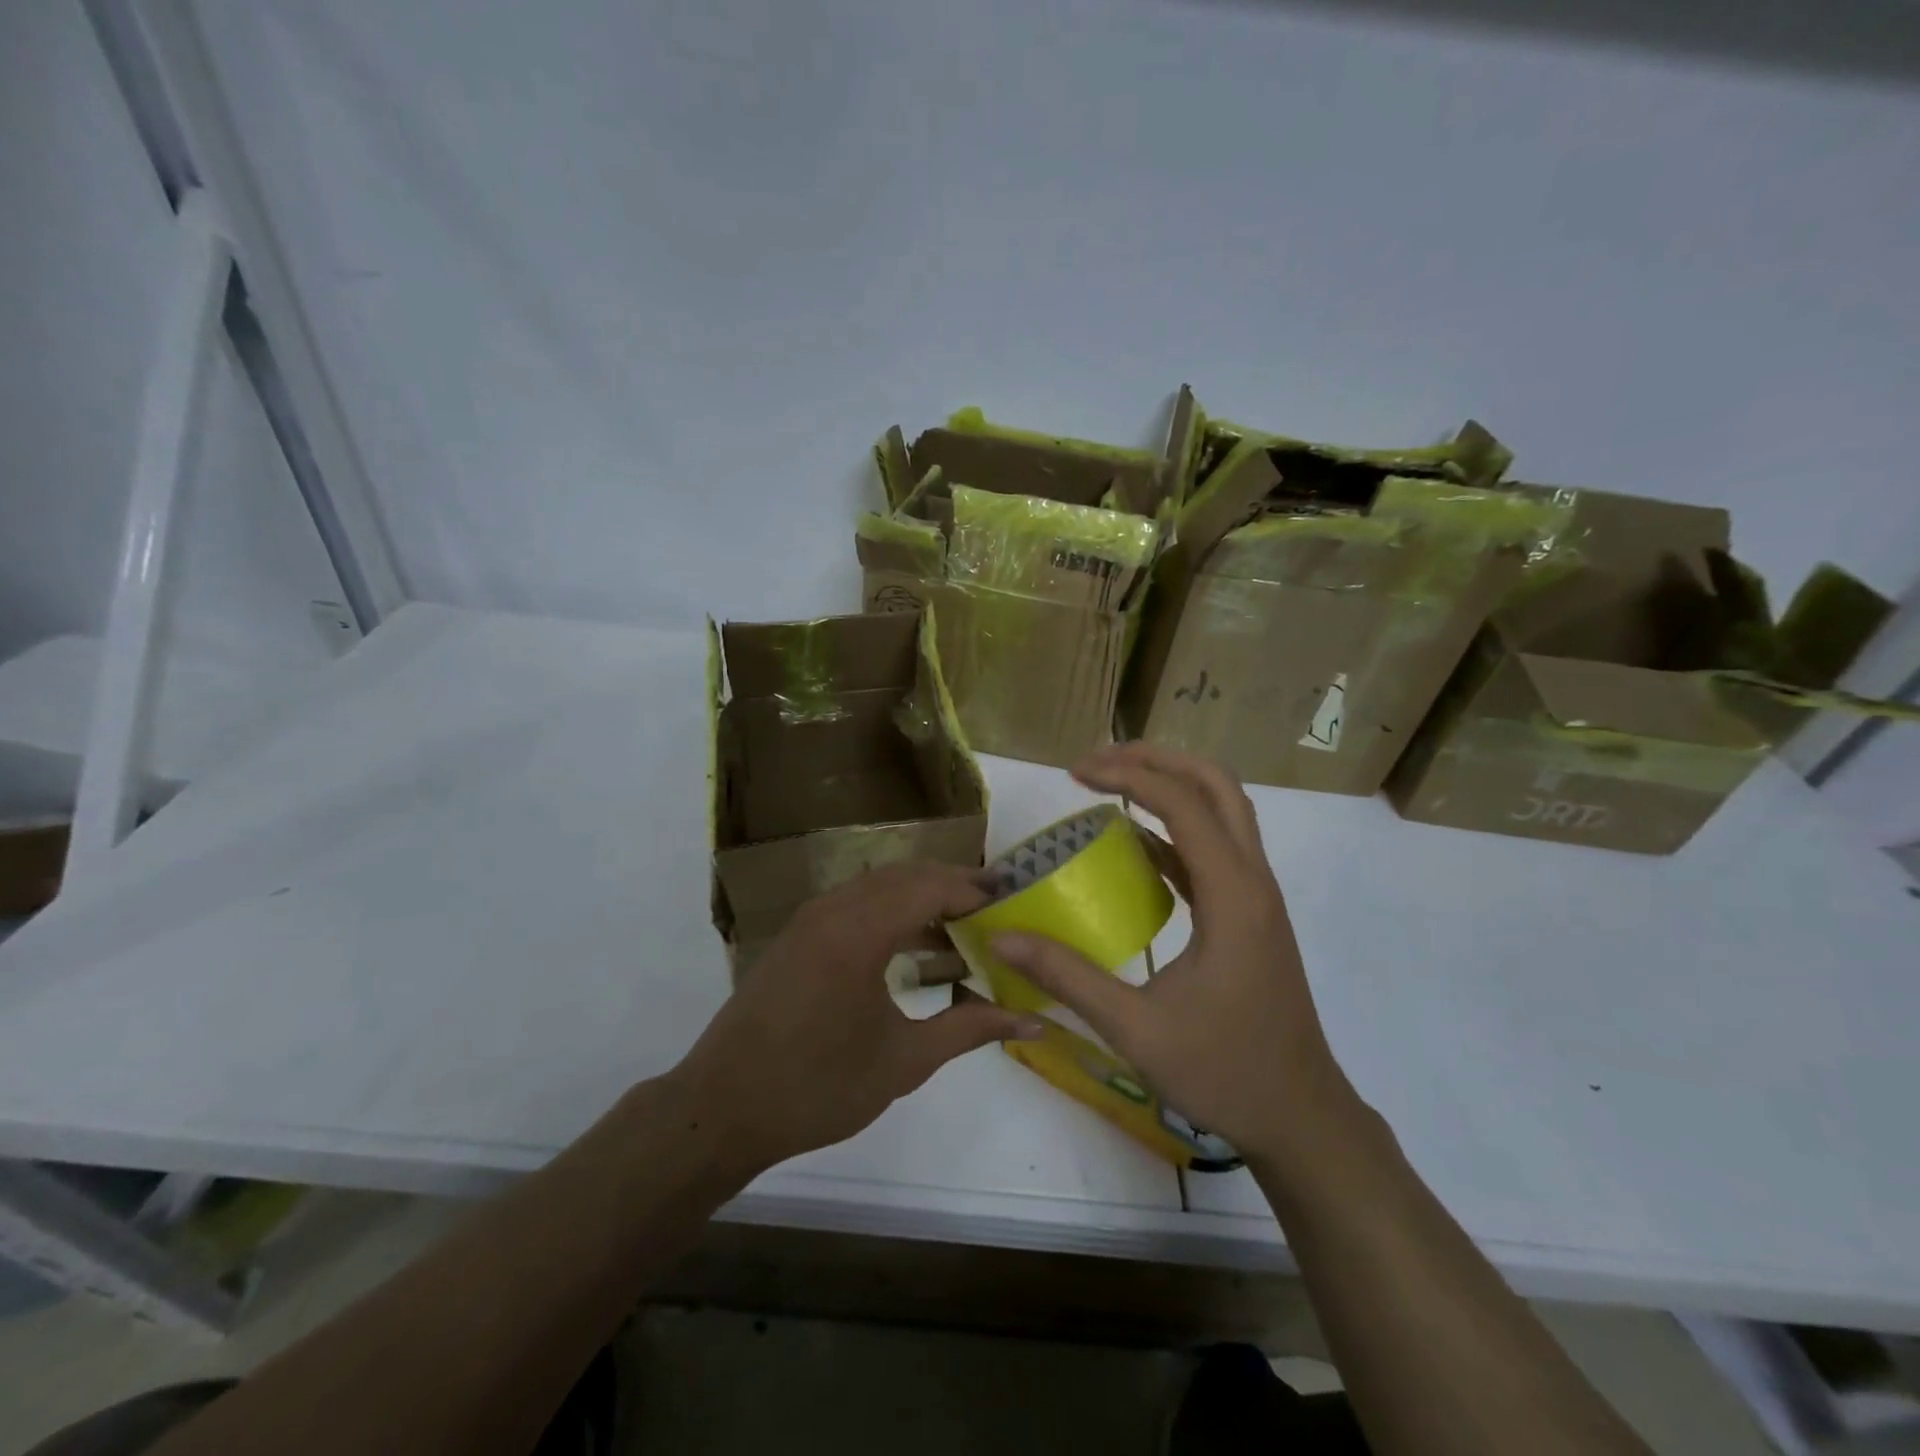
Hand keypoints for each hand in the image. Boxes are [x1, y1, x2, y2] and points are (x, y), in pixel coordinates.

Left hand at [673, 863, 1040, 1177]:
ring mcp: (809, 919)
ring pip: (878, 885)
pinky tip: (913, 943)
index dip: (975, 890)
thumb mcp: (903, 1061)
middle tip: (996, 909)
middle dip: (953, 885)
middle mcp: (833, 909)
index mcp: (859, 931)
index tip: (1014, 903)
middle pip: (906, 875)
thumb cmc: (817, 1088)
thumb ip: (969, 1030)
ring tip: (963, 925)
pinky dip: (891, 909)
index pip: (931, 887)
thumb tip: (1033, 1020)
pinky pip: (855, 902)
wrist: (721, 1109)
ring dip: (922, 895)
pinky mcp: (797, 935)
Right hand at [991, 743, 1357, 1160]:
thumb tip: (1001, 937)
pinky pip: (1214, 848)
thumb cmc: (1224, 1072)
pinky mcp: (1251, 915)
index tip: (1074, 772)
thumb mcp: (1135, 1029)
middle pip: (1216, 786)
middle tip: (1098, 760)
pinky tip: (1134, 844)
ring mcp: (1257, 897)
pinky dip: (1176, 828)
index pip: (1182, 804)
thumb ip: (1066, 976)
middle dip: (1157, 759)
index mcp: (1234, 897)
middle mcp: (1253, 881)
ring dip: (1171, 785)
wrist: (1302, 1118)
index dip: (1127, 776)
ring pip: (1223, 810)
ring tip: (1112, 783)